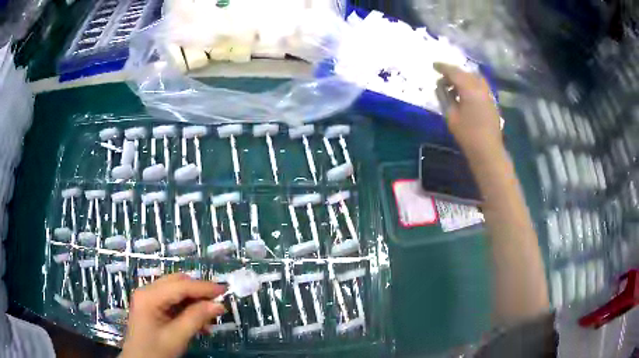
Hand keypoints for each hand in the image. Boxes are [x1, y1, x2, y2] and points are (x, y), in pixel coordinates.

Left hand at [120, 274, 226, 357]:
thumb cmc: (155, 351)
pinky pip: (173, 301)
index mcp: (149, 296)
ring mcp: (149, 298)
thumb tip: (218, 305)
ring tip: (209, 320)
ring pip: (176, 291)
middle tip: (217, 304)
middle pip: (177, 283)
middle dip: (198, 292)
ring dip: (194, 302)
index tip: (224, 290)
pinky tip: (199, 324)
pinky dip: (187, 309)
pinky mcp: (152, 306)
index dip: (203, 287)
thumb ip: (197, 318)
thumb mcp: (177, 337)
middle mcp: (147, 291)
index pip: (180, 285)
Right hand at [434, 63, 502, 160]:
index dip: (443, 67)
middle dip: (454, 72)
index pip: (454, 72)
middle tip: (443, 77)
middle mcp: (481, 87)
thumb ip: (444, 96)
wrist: (488, 150)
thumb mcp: (450, 115)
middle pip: (466, 73)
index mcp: (470, 89)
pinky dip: (471, 84)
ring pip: (475, 78)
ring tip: (454, 85)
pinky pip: (480, 85)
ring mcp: (488, 94)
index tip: (434, 65)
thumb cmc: (467, 134)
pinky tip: (465, 93)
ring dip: (463, 78)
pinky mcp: (492, 101)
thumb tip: (440, 85)